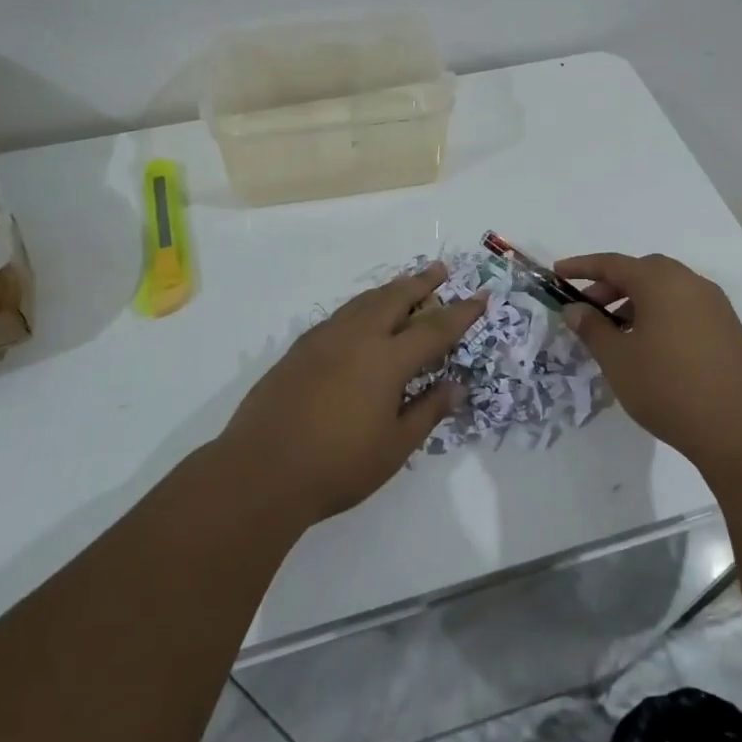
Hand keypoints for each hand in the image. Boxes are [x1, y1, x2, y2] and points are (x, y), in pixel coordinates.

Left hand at [221, 262, 486, 520]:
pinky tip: (361, 317)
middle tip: (440, 270)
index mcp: (386, 360)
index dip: (461, 312)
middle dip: (421, 282)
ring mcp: (323, 340)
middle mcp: (356, 338)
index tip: (480, 296)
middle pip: (395, 298)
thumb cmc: (337, 466)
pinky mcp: (298, 350)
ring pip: (363, 302)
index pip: (434, 328)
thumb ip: (428, 411)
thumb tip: (457, 386)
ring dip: (389, 290)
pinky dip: (360, 307)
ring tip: (405, 285)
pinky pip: (339, 315)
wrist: (261, 471)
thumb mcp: (394, 447)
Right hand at [555, 252, 741, 465]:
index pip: (613, 263)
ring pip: (666, 290)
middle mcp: (691, 284)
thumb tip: (575, 309)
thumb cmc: (669, 388)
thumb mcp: (618, 360)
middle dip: (611, 285)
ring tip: (616, 333)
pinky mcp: (728, 329)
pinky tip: (649, 347)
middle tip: (588, 309)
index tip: (558, 273)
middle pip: (643, 271)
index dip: (582, 266)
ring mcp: (715, 306)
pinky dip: (660, 314)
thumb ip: (592, 329)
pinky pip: (685, 308)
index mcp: (661, 282)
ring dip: (636, 301)